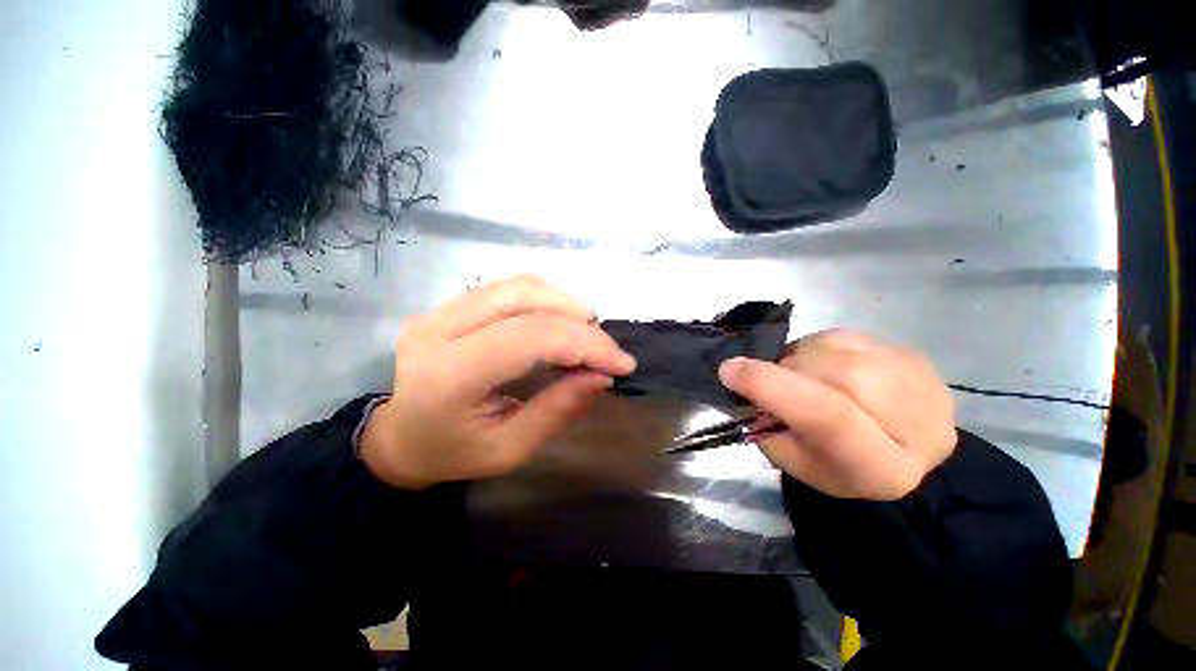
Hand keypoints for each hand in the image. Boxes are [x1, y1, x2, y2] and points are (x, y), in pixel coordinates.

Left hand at [361, 275, 635, 488]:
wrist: (399, 438)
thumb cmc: (451, 454)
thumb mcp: (509, 449)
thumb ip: (557, 409)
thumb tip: (602, 376)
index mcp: (450, 374)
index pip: (531, 337)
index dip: (585, 344)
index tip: (622, 364)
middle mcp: (440, 328)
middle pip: (527, 300)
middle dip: (581, 323)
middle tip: (608, 350)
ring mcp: (441, 309)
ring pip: (521, 285)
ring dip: (566, 304)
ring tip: (590, 334)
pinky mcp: (450, 304)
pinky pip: (510, 288)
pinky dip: (547, 300)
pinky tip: (562, 322)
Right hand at [718, 330, 956, 499]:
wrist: (893, 449)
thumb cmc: (833, 463)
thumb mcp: (789, 457)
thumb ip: (766, 422)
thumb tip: (746, 379)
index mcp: (882, 469)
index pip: (829, 417)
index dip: (773, 387)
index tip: (729, 370)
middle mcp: (919, 429)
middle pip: (843, 377)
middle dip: (792, 369)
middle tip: (773, 375)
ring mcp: (927, 387)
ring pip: (846, 350)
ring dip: (806, 355)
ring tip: (801, 372)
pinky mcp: (919, 359)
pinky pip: (853, 337)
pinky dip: (824, 346)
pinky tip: (826, 363)